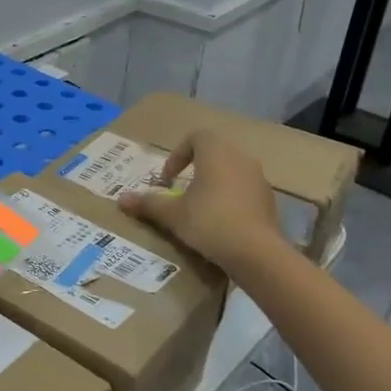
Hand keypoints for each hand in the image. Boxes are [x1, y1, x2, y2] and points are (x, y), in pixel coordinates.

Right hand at [118, 131, 282, 271]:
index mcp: (216, 152)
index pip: (195, 137)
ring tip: (199, 210)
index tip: (168, 180)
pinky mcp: (269, 200)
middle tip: (180, 193)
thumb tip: (121, 199)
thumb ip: (148, 203)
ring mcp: (259, 179)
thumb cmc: (209, 222)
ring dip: (213, 185)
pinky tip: (221, 225)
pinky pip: (244, 191)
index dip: (177, 155)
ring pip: (230, 172)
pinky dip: (230, 200)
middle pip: (214, 154)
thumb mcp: (173, 214)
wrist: (256, 253)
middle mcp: (240, 158)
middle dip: (195, 171)